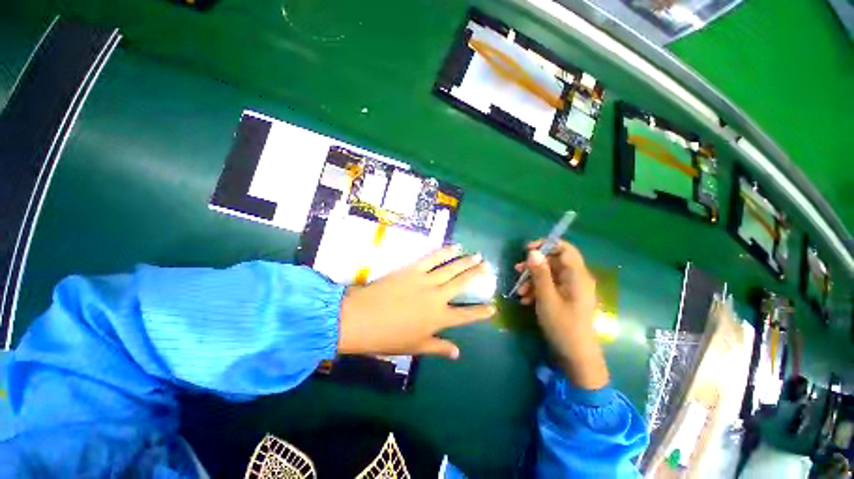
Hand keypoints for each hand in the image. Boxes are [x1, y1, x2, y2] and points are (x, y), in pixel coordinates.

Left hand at [338, 246, 495, 358]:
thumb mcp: (414, 347)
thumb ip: (438, 348)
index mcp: (438, 319)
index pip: (466, 316)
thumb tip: (457, 352)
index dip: (481, 312)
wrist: (360, 318)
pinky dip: (445, 252)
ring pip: (451, 268)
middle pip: (462, 284)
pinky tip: (454, 247)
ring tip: (477, 255)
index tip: (493, 307)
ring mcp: (426, 281)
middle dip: (477, 275)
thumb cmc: (386, 338)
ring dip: (466, 261)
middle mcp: (437, 297)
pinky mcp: (413, 269)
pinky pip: (433, 258)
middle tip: (488, 266)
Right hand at [514, 240, 608, 388]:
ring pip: (550, 275)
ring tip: (519, 291)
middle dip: (534, 265)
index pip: (565, 249)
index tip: (527, 250)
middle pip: (554, 262)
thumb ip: (540, 273)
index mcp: (577, 276)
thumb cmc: (563, 326)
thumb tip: (533, 252)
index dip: (546, 245)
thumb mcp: (547, 298)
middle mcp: (577, 279)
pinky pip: (551, 287)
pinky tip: (526, 300)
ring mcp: (572, 290)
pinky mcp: (567, 299)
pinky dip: (537, 290)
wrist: (576, 357)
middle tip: (517, 271)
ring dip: (533, 280)